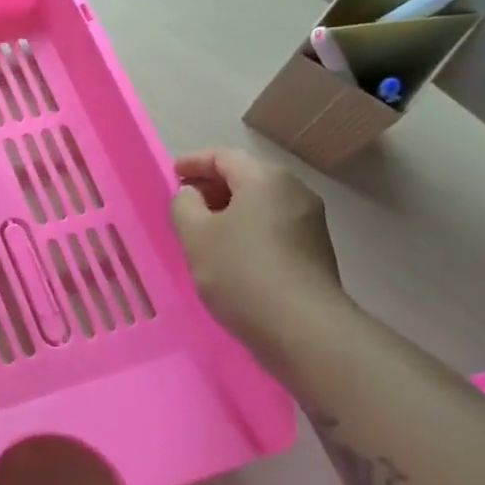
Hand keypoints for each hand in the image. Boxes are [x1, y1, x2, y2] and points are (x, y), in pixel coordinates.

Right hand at [170, 148, 346, 362]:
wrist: (302, 328)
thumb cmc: (241, 272)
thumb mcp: (195, 235)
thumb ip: (184, 205)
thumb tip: (192, 195)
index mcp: (265, 179)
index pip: (223, 156)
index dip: (193, 162)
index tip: (170, 175)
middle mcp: (293, 192)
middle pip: (245, 177)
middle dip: (211, 186)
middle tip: (182, 202)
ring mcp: (309, 221)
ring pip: (259, 203)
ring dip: (228, 209)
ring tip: (200, 230)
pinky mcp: (313, 250)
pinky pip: (272, 225)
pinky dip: (246, 227)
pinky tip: (229, 252)